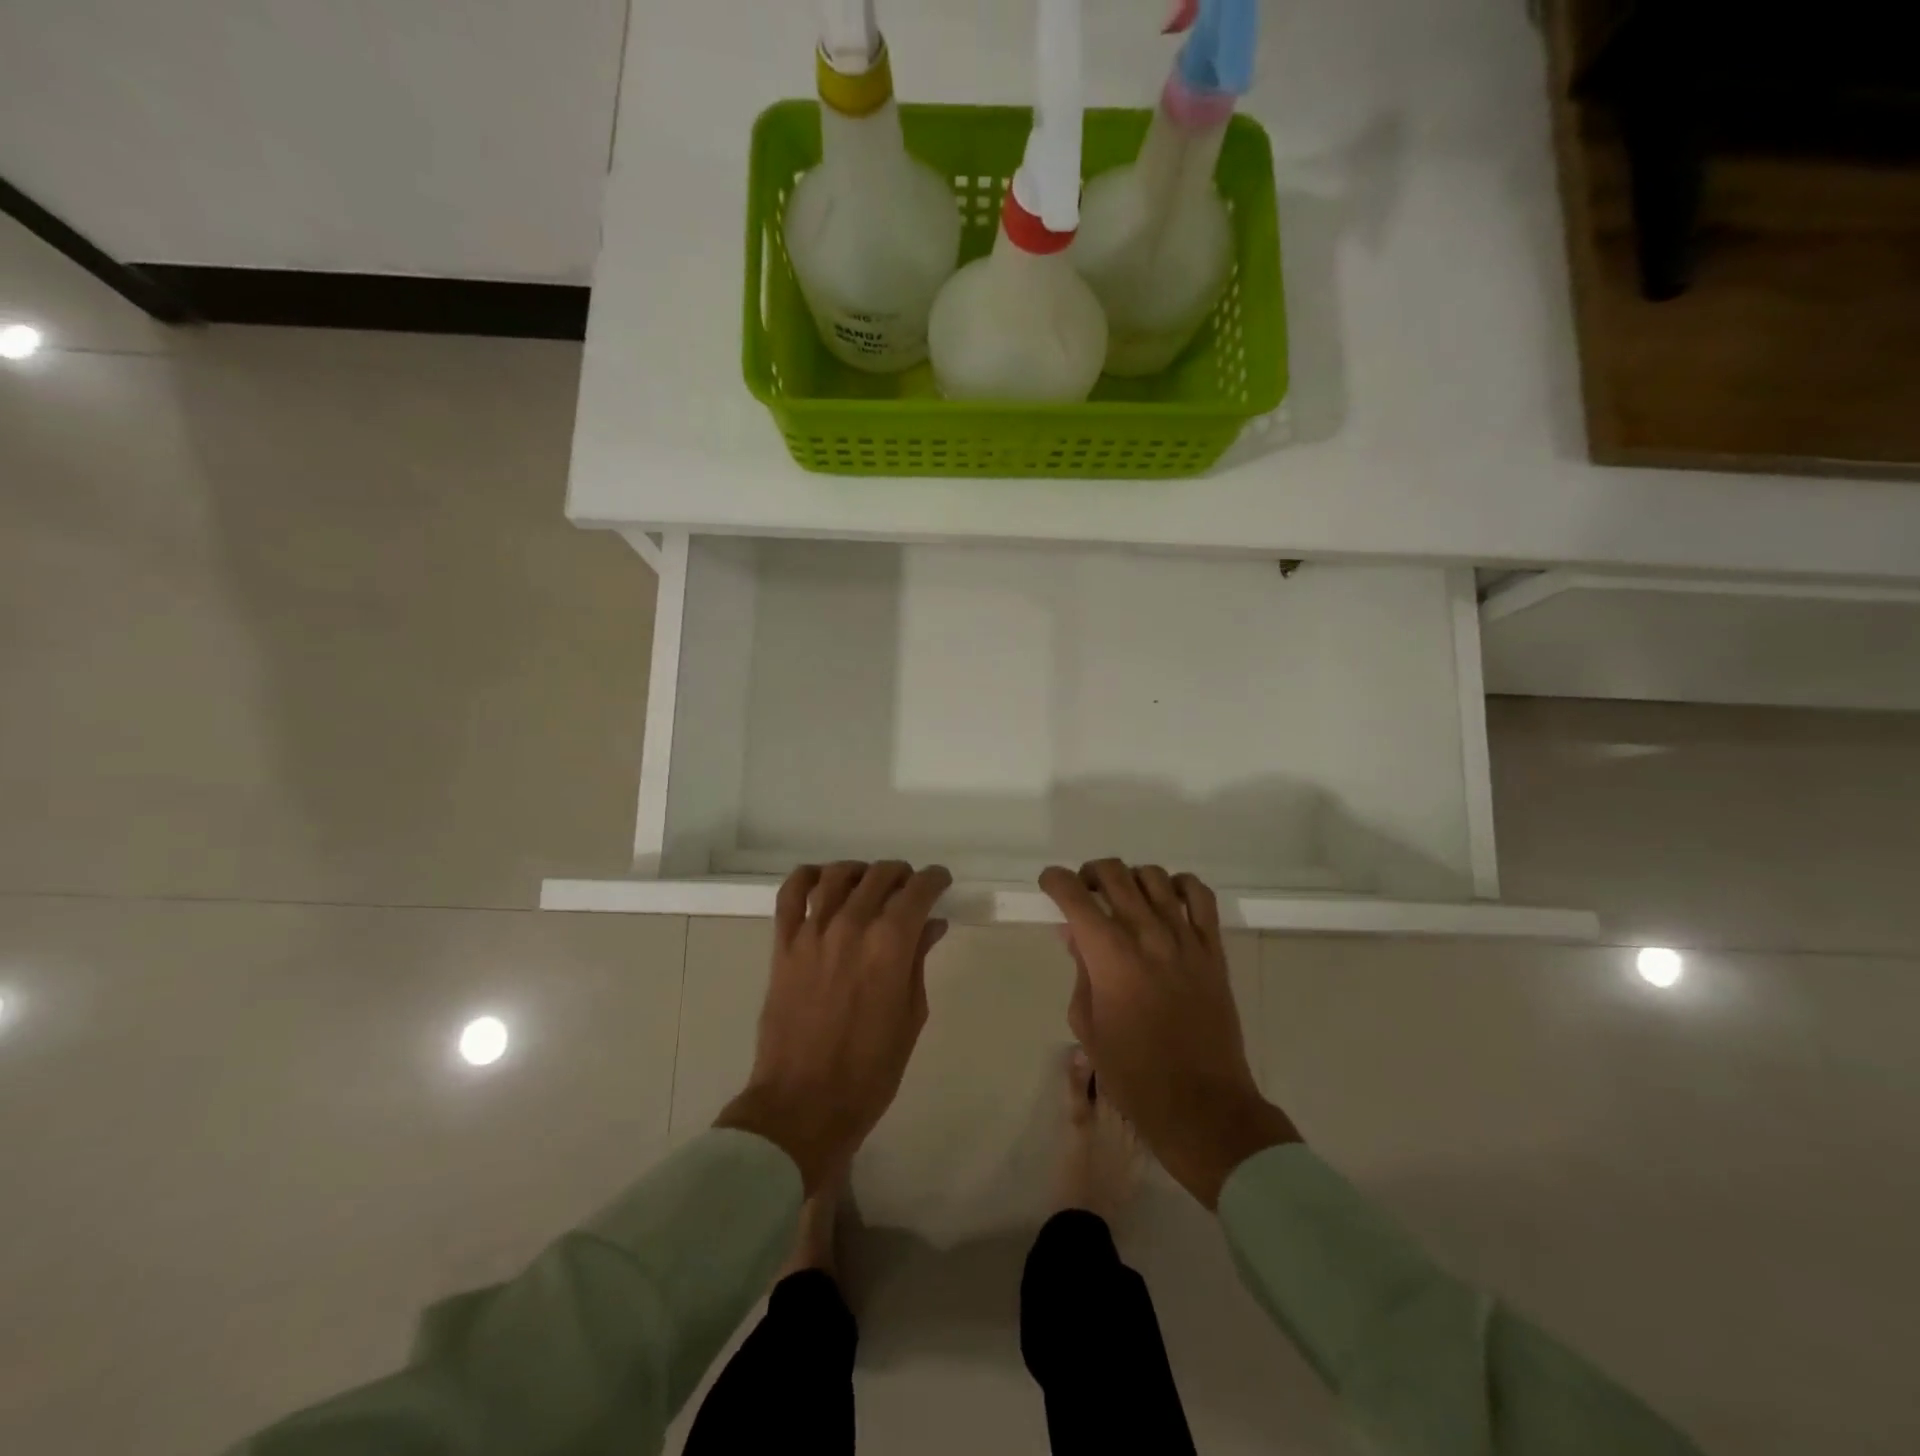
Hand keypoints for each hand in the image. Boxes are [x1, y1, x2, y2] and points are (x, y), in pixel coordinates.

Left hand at [716, 861, 951, 1193]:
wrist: (804, 1104)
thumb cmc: (870, 1070)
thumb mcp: (911, 1016)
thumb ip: (918, 961)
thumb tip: (931, 925)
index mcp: (890, 945)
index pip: (917, 891)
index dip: (934, 880)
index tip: (940, 882)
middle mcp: (851, 926)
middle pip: (879, 876)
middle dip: (902, 875)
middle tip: (909, 889)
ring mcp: (812, 932)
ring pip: (838, 875)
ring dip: (861, 872)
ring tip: (869, 884)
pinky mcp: (783, 944)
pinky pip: (791, 893)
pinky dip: (808, 877)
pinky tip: (822, 881)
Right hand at [1039, 860, 1299, 1209]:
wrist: (1201, 1104)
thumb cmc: (1133, 1074)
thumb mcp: (1087, 1025)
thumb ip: (1080, 971)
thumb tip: (1075, 935)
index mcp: (1109, 956)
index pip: (1074, 896)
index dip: (1055, 881)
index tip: (1049, 884)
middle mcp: (1147, 934)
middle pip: (1114, 874)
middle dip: (1089, 873)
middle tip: (1083, 891)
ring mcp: (1184, 939)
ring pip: (1154, 877)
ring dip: (1131, 878)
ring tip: (1124, 897)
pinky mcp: (1213, 950)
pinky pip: (1200, 897)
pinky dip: (1180, 886)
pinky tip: (1168, 900)